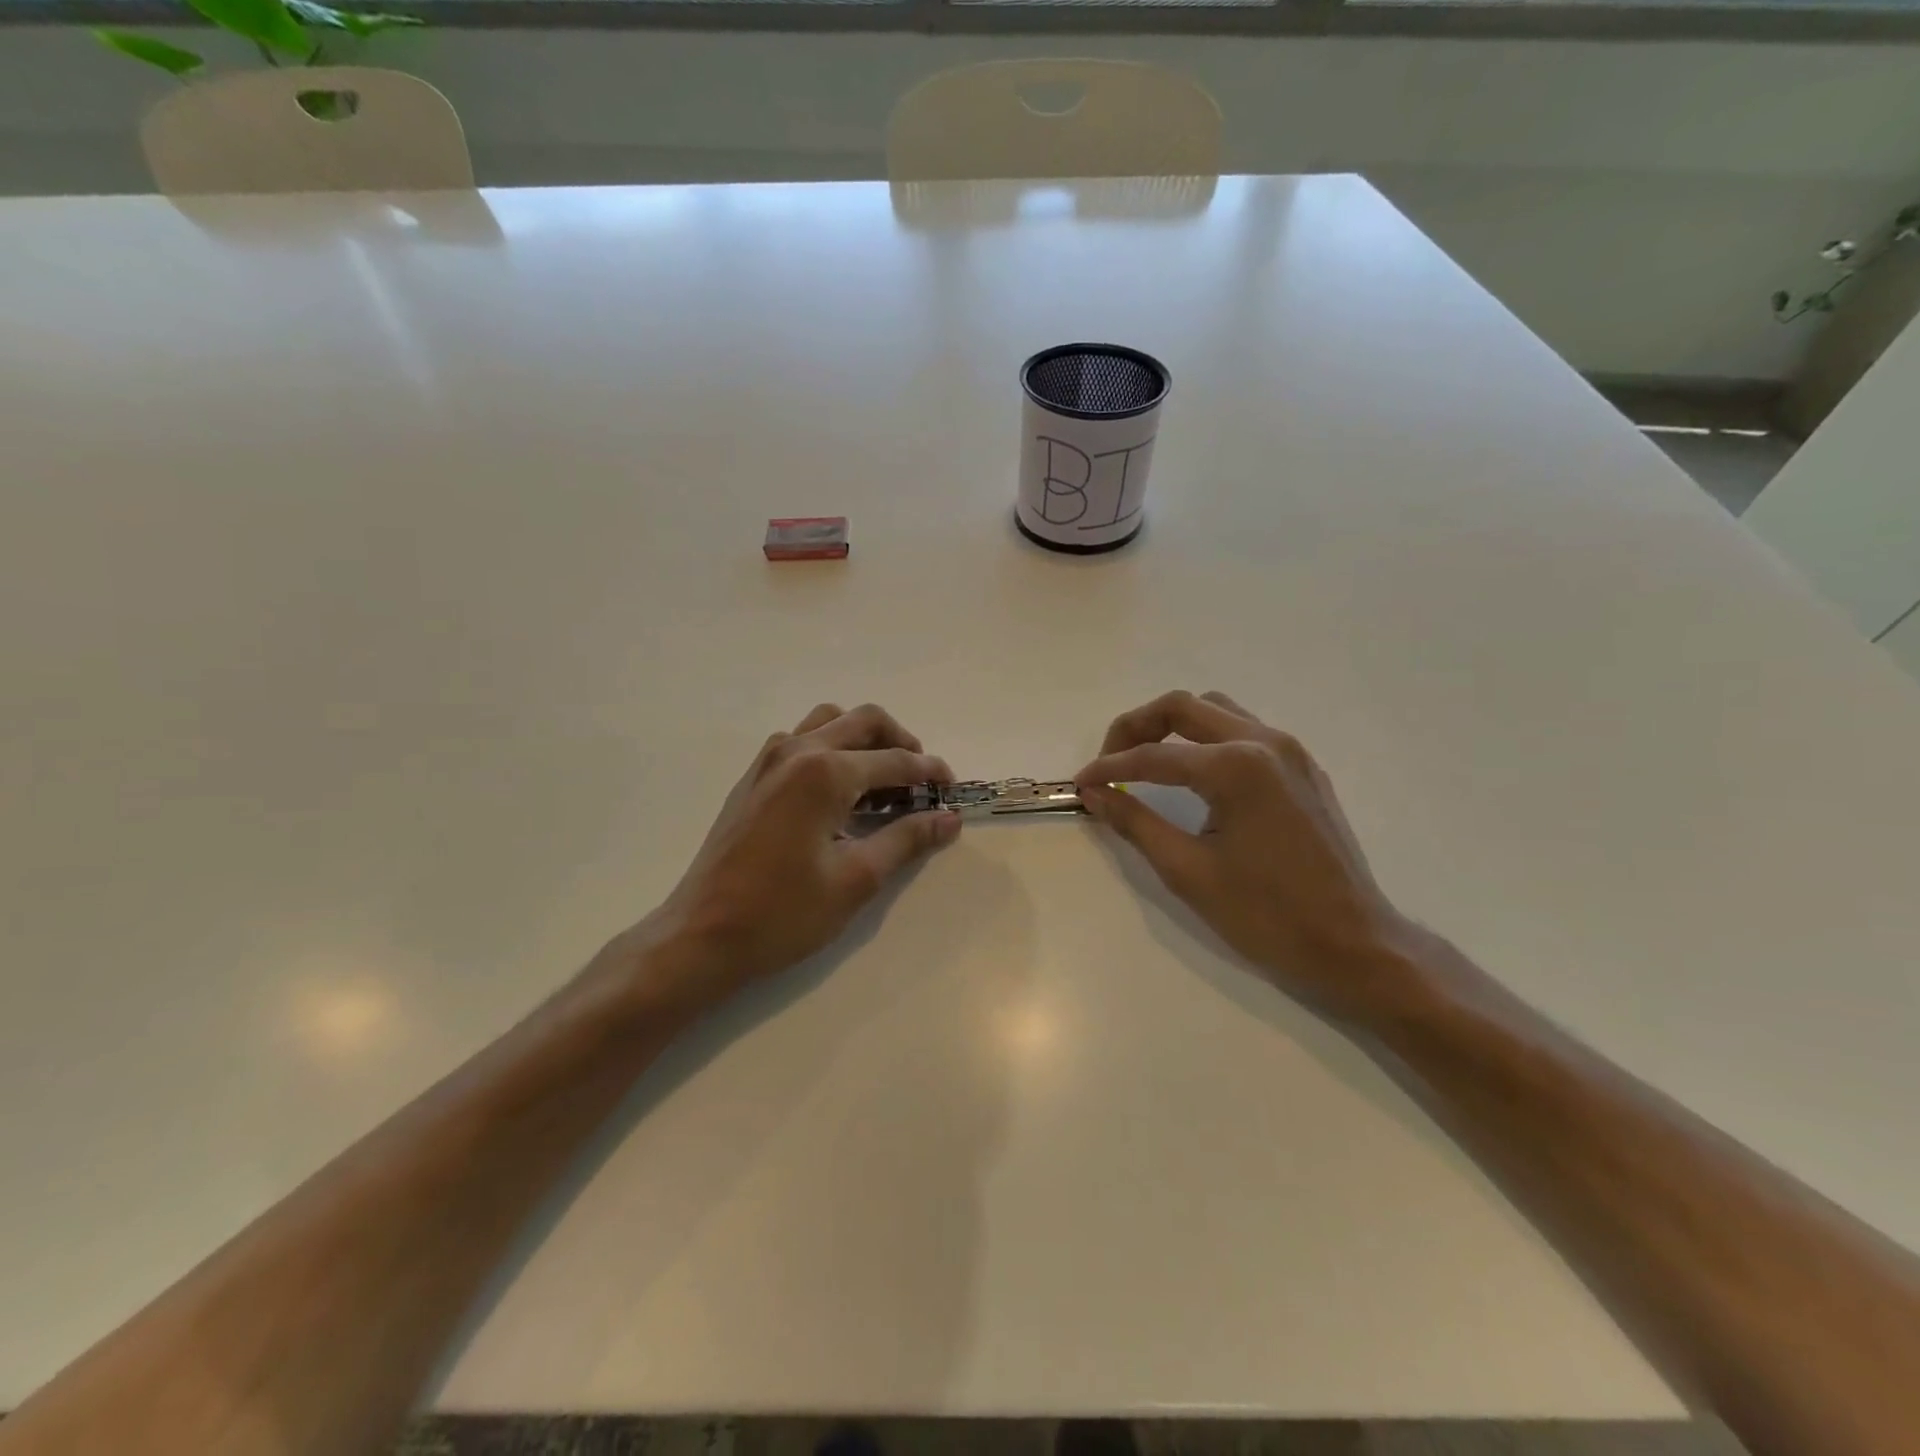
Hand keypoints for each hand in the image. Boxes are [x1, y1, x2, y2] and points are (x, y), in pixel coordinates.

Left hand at [623, 702, 960, 1009]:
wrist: (700, 935)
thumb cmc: (782, 913)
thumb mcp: (856, 879)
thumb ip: (906, 839)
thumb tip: (949, 819)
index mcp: (824, 772)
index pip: (894, 760)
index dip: (930, 773)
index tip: (953, 790)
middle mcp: (796, 750)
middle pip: (864, 721)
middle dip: (902, 744)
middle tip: (922, 781)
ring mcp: (768, 760)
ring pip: (830, 722)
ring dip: (864, 740)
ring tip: (883, 783)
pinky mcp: (753, 777)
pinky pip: (802, 741)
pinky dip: (833, 750)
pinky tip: (841, 794)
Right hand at [1075, 690, 1427, 1020]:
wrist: (1355, 945)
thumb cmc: (1267, 916)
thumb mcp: (1188, 871)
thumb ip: (1135, 823)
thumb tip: (1095, 794)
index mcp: (1236, 767)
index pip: (1154, 755)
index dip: (1109, 767)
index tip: (1080, 783)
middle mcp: (1264, 742)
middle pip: (1183, 706)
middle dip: (1136, 727)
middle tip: (1108, 761)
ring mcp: (1290, 751)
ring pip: (1217, 709)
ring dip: (1173, 726)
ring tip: (1145, 761)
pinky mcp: (1303, 768)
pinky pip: (1244, 730)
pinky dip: (1207, 739)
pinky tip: (1192, 774)